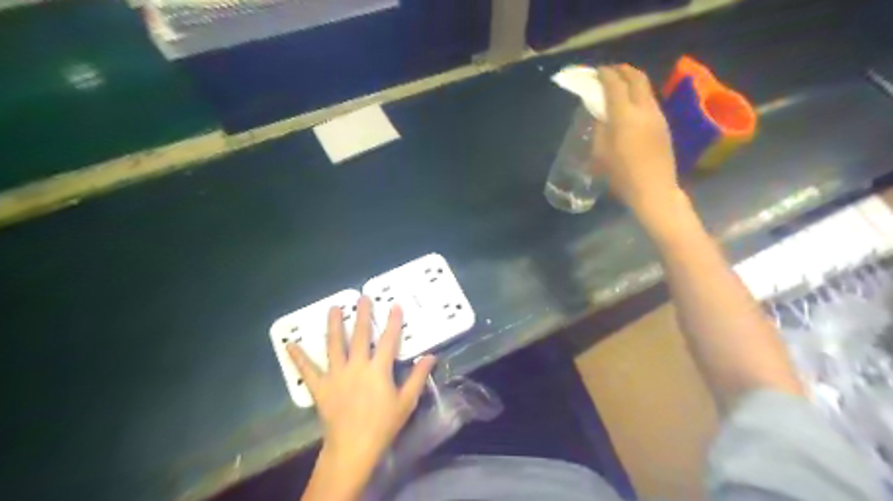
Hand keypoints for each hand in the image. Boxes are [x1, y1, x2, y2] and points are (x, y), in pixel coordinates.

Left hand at [289, 296, 436, 467]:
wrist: (354, 447)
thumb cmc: (383, 424)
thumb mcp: (406, 401)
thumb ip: (418, 377)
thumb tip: (431, 356)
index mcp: (378, 369)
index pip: (388, 340)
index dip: (393, 322)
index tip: (395, 305)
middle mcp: (357, 366)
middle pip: (359, 335)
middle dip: (362, 315)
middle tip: (362, 297)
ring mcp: (336, 375)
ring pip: (334, 345)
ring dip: (334, 325)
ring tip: (333, 308)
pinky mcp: (320, 387)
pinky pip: (307, 370)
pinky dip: (299, 357)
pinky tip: (290, 344)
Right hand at [592, 65, 684, 212]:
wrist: (654, 189)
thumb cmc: (622, 175)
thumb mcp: (600, 154)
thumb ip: (600, 130)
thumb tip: (601, 115)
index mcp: (624, 116)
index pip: (614, 85)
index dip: (605, 75)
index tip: (597, 71)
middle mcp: (644, 109)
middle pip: (636, 78)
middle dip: (623, 70)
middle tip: (611, 71)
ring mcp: (657, 116)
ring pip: (646, 88)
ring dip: (633, 81)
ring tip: (621, 85)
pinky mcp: (664, 125)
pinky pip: (651, 101)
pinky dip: (639, 95)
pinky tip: (632, 105)